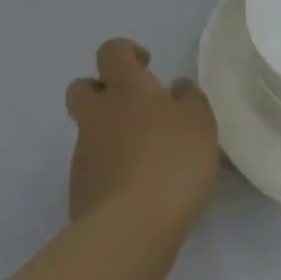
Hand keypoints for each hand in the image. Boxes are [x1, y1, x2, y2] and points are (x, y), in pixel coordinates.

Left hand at [65, 38, 220, 225]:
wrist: (131, 227)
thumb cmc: (172, 160)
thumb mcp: (200, 121)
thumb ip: (190, 99)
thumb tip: (177, 89)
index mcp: (125, 88)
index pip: (112, 51)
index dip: (126, 52)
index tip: (147, 66)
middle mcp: (97, 115)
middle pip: (82, 87)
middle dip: (101, 90)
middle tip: (134, 107)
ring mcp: (83, 154)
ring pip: (88, 131)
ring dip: (110, 135)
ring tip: (146, 159)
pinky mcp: (80, 191)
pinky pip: (93, 168)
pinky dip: (110, 170)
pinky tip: (136, 190)